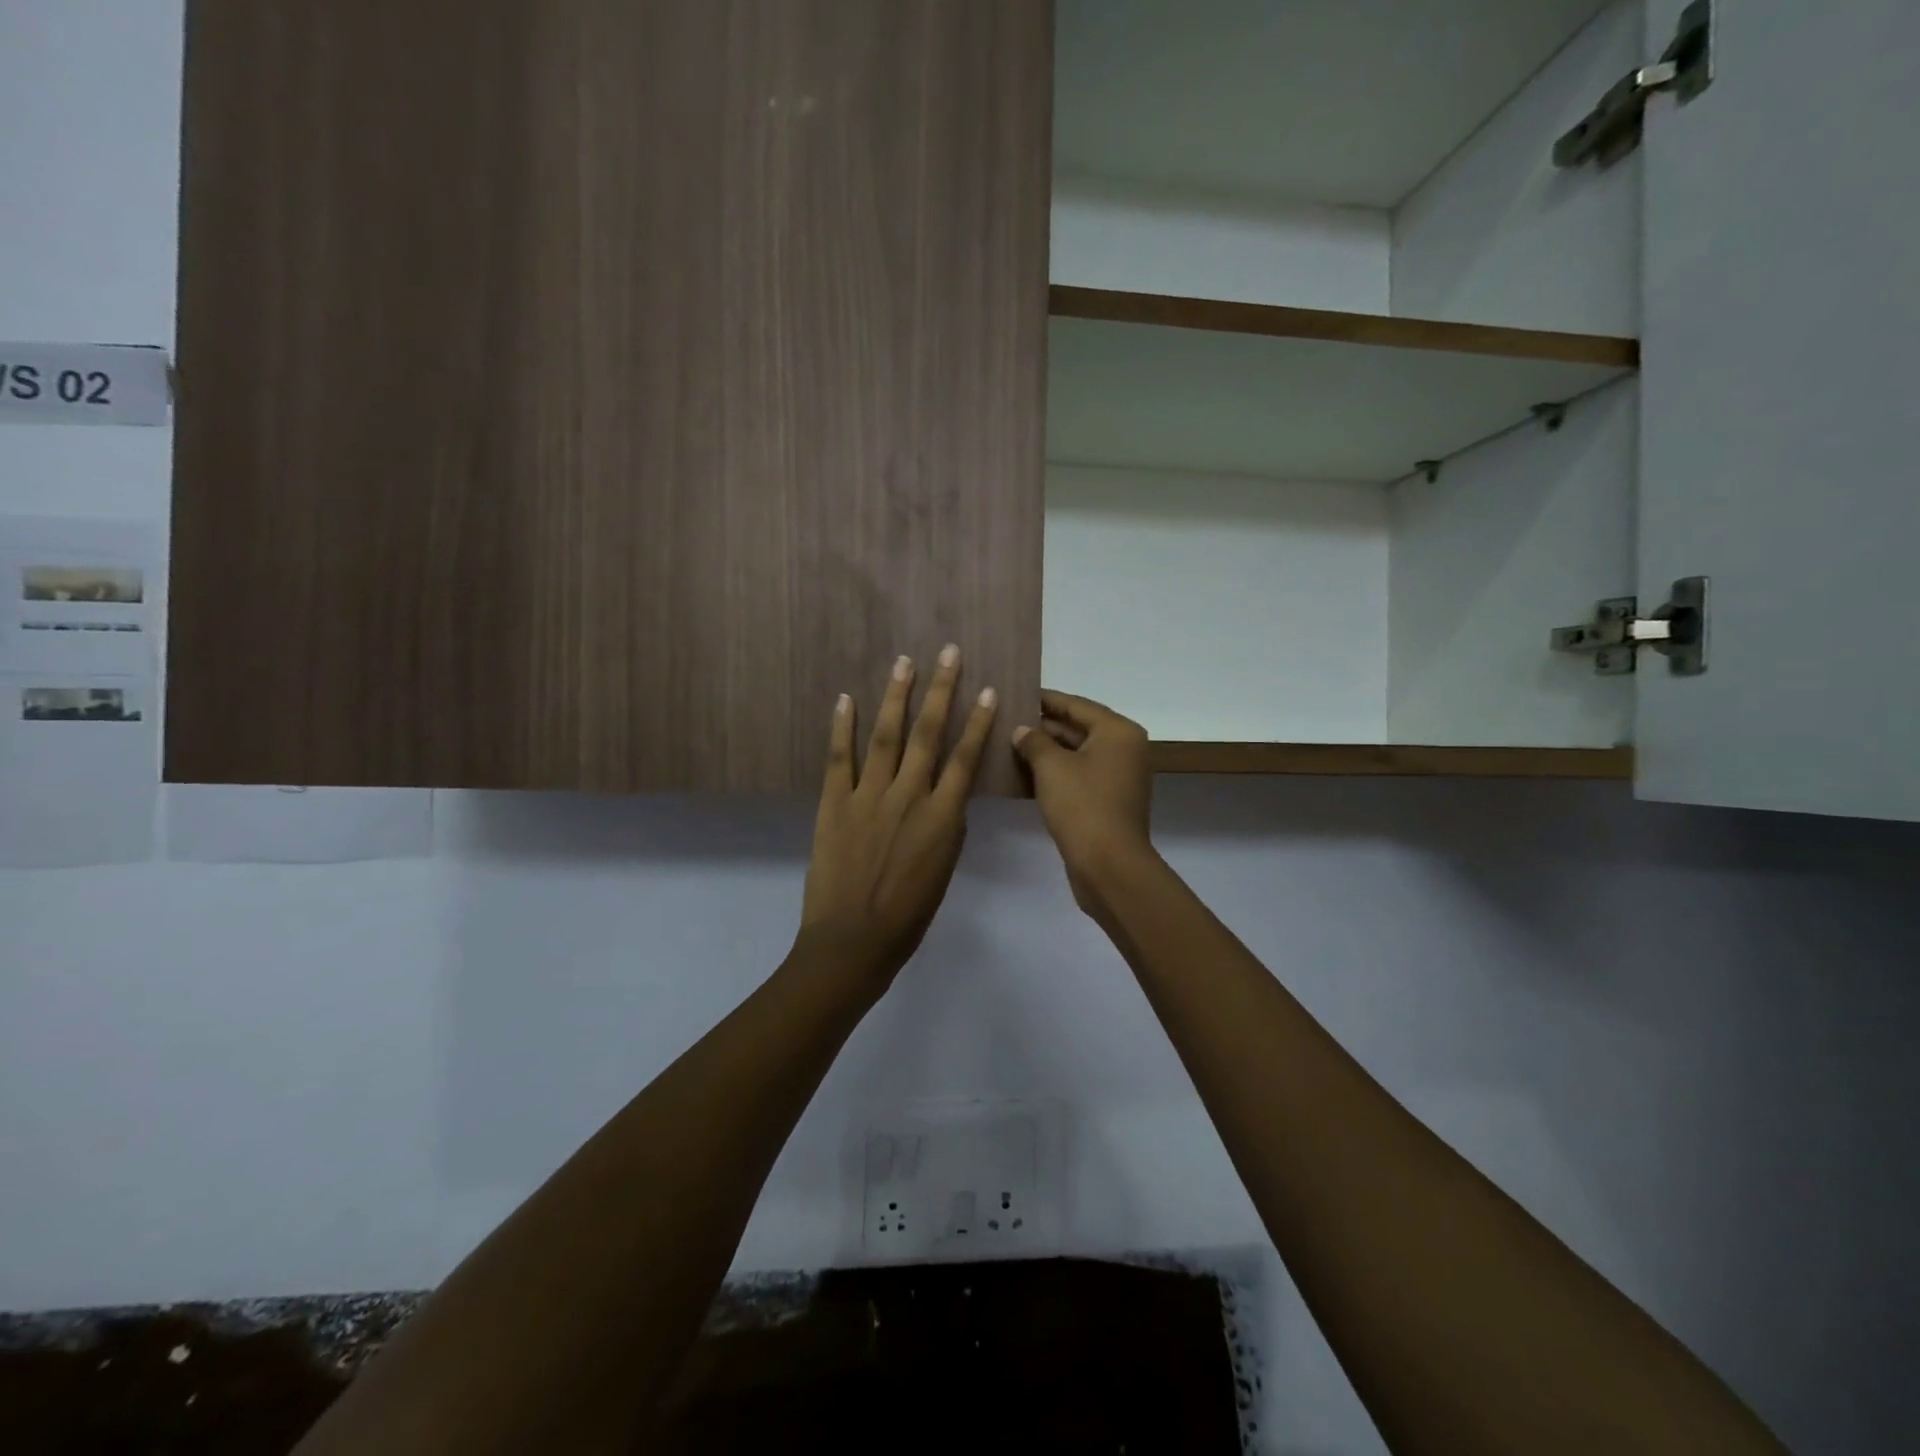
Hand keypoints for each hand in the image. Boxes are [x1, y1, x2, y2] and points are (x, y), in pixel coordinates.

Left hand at [799, 646, 998, 981]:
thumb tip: (947, 797)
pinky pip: (839, 758)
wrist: (852, 942)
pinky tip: (846, 698)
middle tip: (948, 652)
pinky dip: (842, 727)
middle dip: (941, 690)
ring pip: (887, 736)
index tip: (989, 689)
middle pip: (928, 734)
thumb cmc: (908, 916)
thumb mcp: (943, 871)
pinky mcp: (833, 803)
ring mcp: (868, 797)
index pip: (965, 758)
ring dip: (897, 696)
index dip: (978, 722)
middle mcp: (908, 797)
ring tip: (905, 662)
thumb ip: (947, 828)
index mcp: (942, 818)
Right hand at [1013, 690, 1154, 913]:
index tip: (1014, 693)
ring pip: (1075, 755)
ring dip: (1044, 752)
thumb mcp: (1051, 767)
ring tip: (1006, 744)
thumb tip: (1022, 731)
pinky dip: (1053, 774)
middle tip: (1004, 720)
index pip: (1075, 705)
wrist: (1109, 866)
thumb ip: (1034, 741)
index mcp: (1118, 732)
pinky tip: (1021, 775)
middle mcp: (1123, 749)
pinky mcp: (1107, 801)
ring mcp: (1117, 777)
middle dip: (1042, 726)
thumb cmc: (1082, 805)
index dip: (1043, 699)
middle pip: (1077, 728)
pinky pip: (1077, 777)